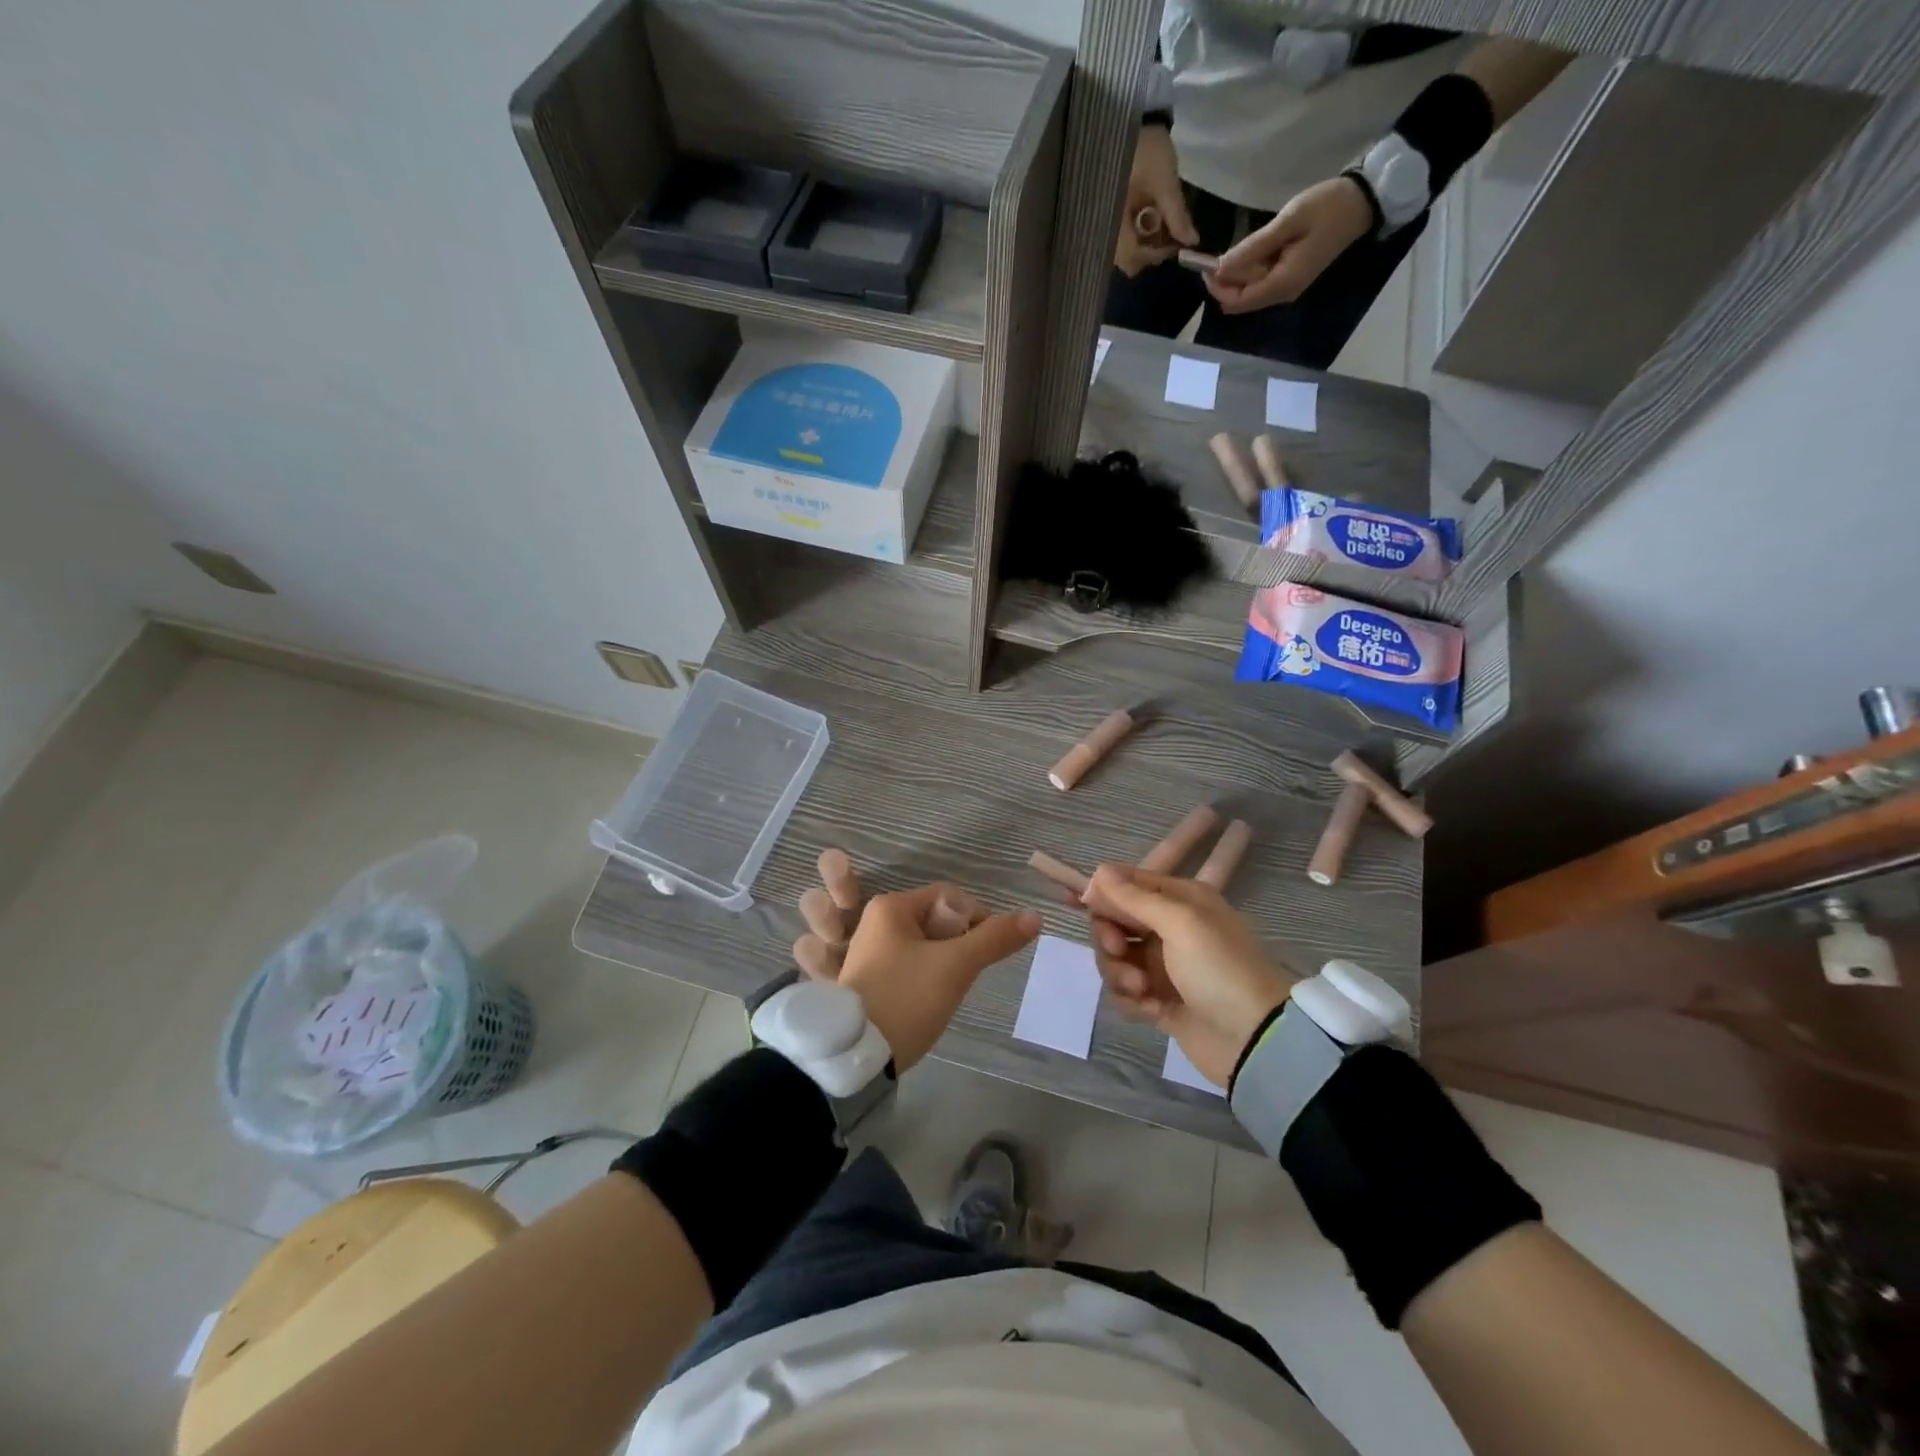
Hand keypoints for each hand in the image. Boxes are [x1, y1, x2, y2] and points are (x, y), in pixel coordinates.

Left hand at [837, 883, 1040, 1070]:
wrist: (855, 1057)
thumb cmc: (905, 999)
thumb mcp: (955, 967)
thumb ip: (994, 939)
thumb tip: (1035, 917)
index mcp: (890, 907)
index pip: (949, 896)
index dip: (976, 918)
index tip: (985, 952)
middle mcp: (875, 922)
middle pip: (937, 920)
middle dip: (959, 945)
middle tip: (964, 975)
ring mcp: (868, 952)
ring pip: (925, 945)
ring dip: (944, 963)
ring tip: (946, 991)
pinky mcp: (868, 979)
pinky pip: (909, 965)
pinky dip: (925, 977)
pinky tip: (928, 1001)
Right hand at [1081, 866, 1293, 1086]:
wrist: (1254, 1039)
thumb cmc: (1219, 968)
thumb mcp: (1180, 922)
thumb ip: (1134, 897)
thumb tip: (1098, 871)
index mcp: (1180, 900)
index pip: (1128, 883)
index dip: (1102, 892)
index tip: (1078, 903)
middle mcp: (1169, 928)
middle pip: (1115, 921)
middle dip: (1109, 936)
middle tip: (1118, 949)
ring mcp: (1162, 966)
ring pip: (1115, 958)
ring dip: (1119, 972)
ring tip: (1141, 990)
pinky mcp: (1158, 1000)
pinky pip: (1124, 991)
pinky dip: (1130, 999)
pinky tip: (1150, 1011)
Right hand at [1116, 123, 1198, 276]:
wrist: (1126, 118)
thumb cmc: (1146, 149)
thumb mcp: (1165, 182)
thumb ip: (1177, 215)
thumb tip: (1191, 242)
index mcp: (1114, 223)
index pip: (1132, 258)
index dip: (1155, 255)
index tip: (1175, 243)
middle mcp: (1104, 228)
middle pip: (1127, 259)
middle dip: (1150, 251)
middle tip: (1169, 234)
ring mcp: (1104, 222)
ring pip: (1124, 250)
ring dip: (1144, 242)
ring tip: (1159, 223)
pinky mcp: (1106, 214)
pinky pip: (1121, 236)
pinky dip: (1137, 232)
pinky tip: (1148, 216)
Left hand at [1205, 176, 1372, 313]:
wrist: (1364, 201)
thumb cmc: (1328, 207)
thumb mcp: (1288, 221)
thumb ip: (1253, 247)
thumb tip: (1221, 266)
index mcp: (1282, 284)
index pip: (1237, 301)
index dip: (1217, 288)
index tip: (1205, 265)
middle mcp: (1282, 294)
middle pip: (1241, 299)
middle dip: (1224, 282)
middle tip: (1213, 254)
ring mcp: (1288, 287)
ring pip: (1250, 290)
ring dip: (1236, 275)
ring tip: (1232, 248)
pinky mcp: (1291, 277)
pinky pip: (1262, 280)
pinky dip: (1250, 269)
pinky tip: (1249, 250)